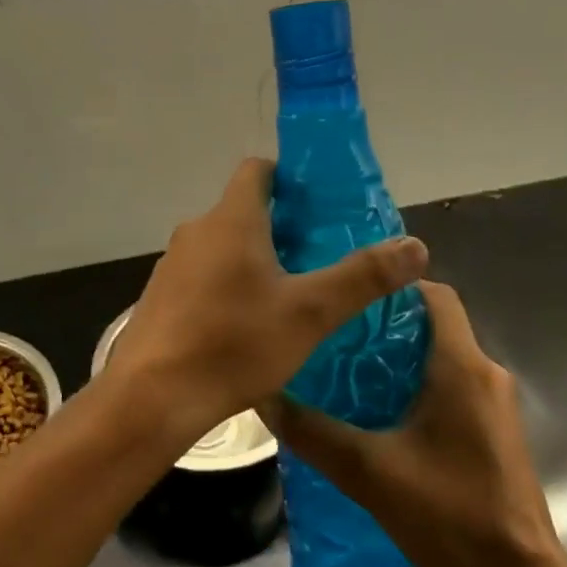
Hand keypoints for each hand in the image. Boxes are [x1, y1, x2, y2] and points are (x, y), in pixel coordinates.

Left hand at [104, 158, 428, 449]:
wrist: (151, 397)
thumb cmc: (234, 343)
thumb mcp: (310, 313)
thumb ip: (362, 277)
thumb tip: (415, 246)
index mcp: (232, 219)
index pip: (258, 169)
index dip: (289, 178)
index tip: (319, 206)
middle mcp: (198, 230)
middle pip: (244, 209)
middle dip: (282, 226)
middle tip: (319, 257)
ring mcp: (174, 263)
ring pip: (223, 244)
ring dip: (255, 258)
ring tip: (291, 294)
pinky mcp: (162, 295)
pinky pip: (204, 274)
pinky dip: (229, 284)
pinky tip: (249, 326)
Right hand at [261, 281, 560, 566]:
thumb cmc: (450, 513)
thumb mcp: (368, 471)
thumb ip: (314, 432)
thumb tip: (265, 398)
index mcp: (462, 365)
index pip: (434, 293)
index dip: (395, 284)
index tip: (352, 293)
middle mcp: (486, 373)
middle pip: (435, 324)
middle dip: (388, 323)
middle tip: (338, 334)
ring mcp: (496, 404)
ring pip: (444, 357)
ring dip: (403, 358)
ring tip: (351, 371)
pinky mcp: (497, 431)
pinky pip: (455, 386)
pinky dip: (421, 385)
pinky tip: (384, 414)